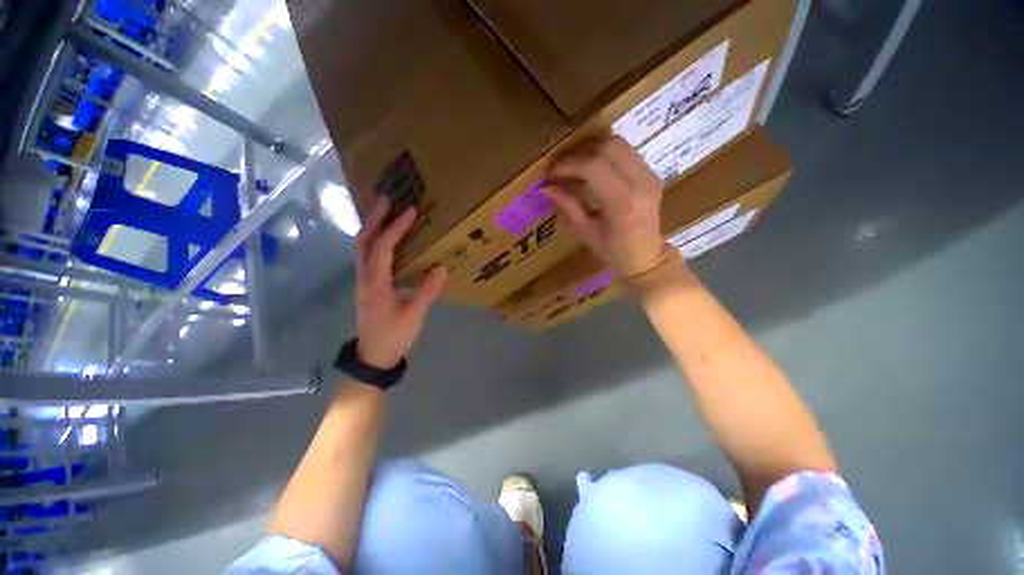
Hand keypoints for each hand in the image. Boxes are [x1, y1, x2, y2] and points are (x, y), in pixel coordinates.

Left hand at [354, 197, 446, 368]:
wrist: (373, 357)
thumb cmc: (393, 337)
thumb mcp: (414, 317)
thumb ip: (427, 292)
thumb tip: (442, 268)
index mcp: (376, 284)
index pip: (383, 248)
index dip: (395, 228)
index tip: (410, 211)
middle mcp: (365, 278)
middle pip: (364, 241)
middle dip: (375, 218)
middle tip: (388, 199)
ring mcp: (363, 281)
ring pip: (362, 247)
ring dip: (373, 227)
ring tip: (386, 211)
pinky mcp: (368, 285)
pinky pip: (367, 255)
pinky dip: (375, 240)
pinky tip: (387, 238)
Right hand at [543, 134, 666, 278]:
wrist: (648, 258)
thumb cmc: (615, 253)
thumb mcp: (586, 233)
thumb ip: (568, 206)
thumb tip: (546, 188)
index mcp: (623, 203)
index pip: (593, 167)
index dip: (568, 165)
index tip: (551, 174)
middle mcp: (641, 183)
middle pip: (608, 146)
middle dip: (580, 153)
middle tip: (562, 167)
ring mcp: (650, 175)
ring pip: (619, 143)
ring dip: (592, 149)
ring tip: (574, 165)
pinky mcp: (651, 173)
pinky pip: (625, 152)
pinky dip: (604, 154)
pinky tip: (591, 168)